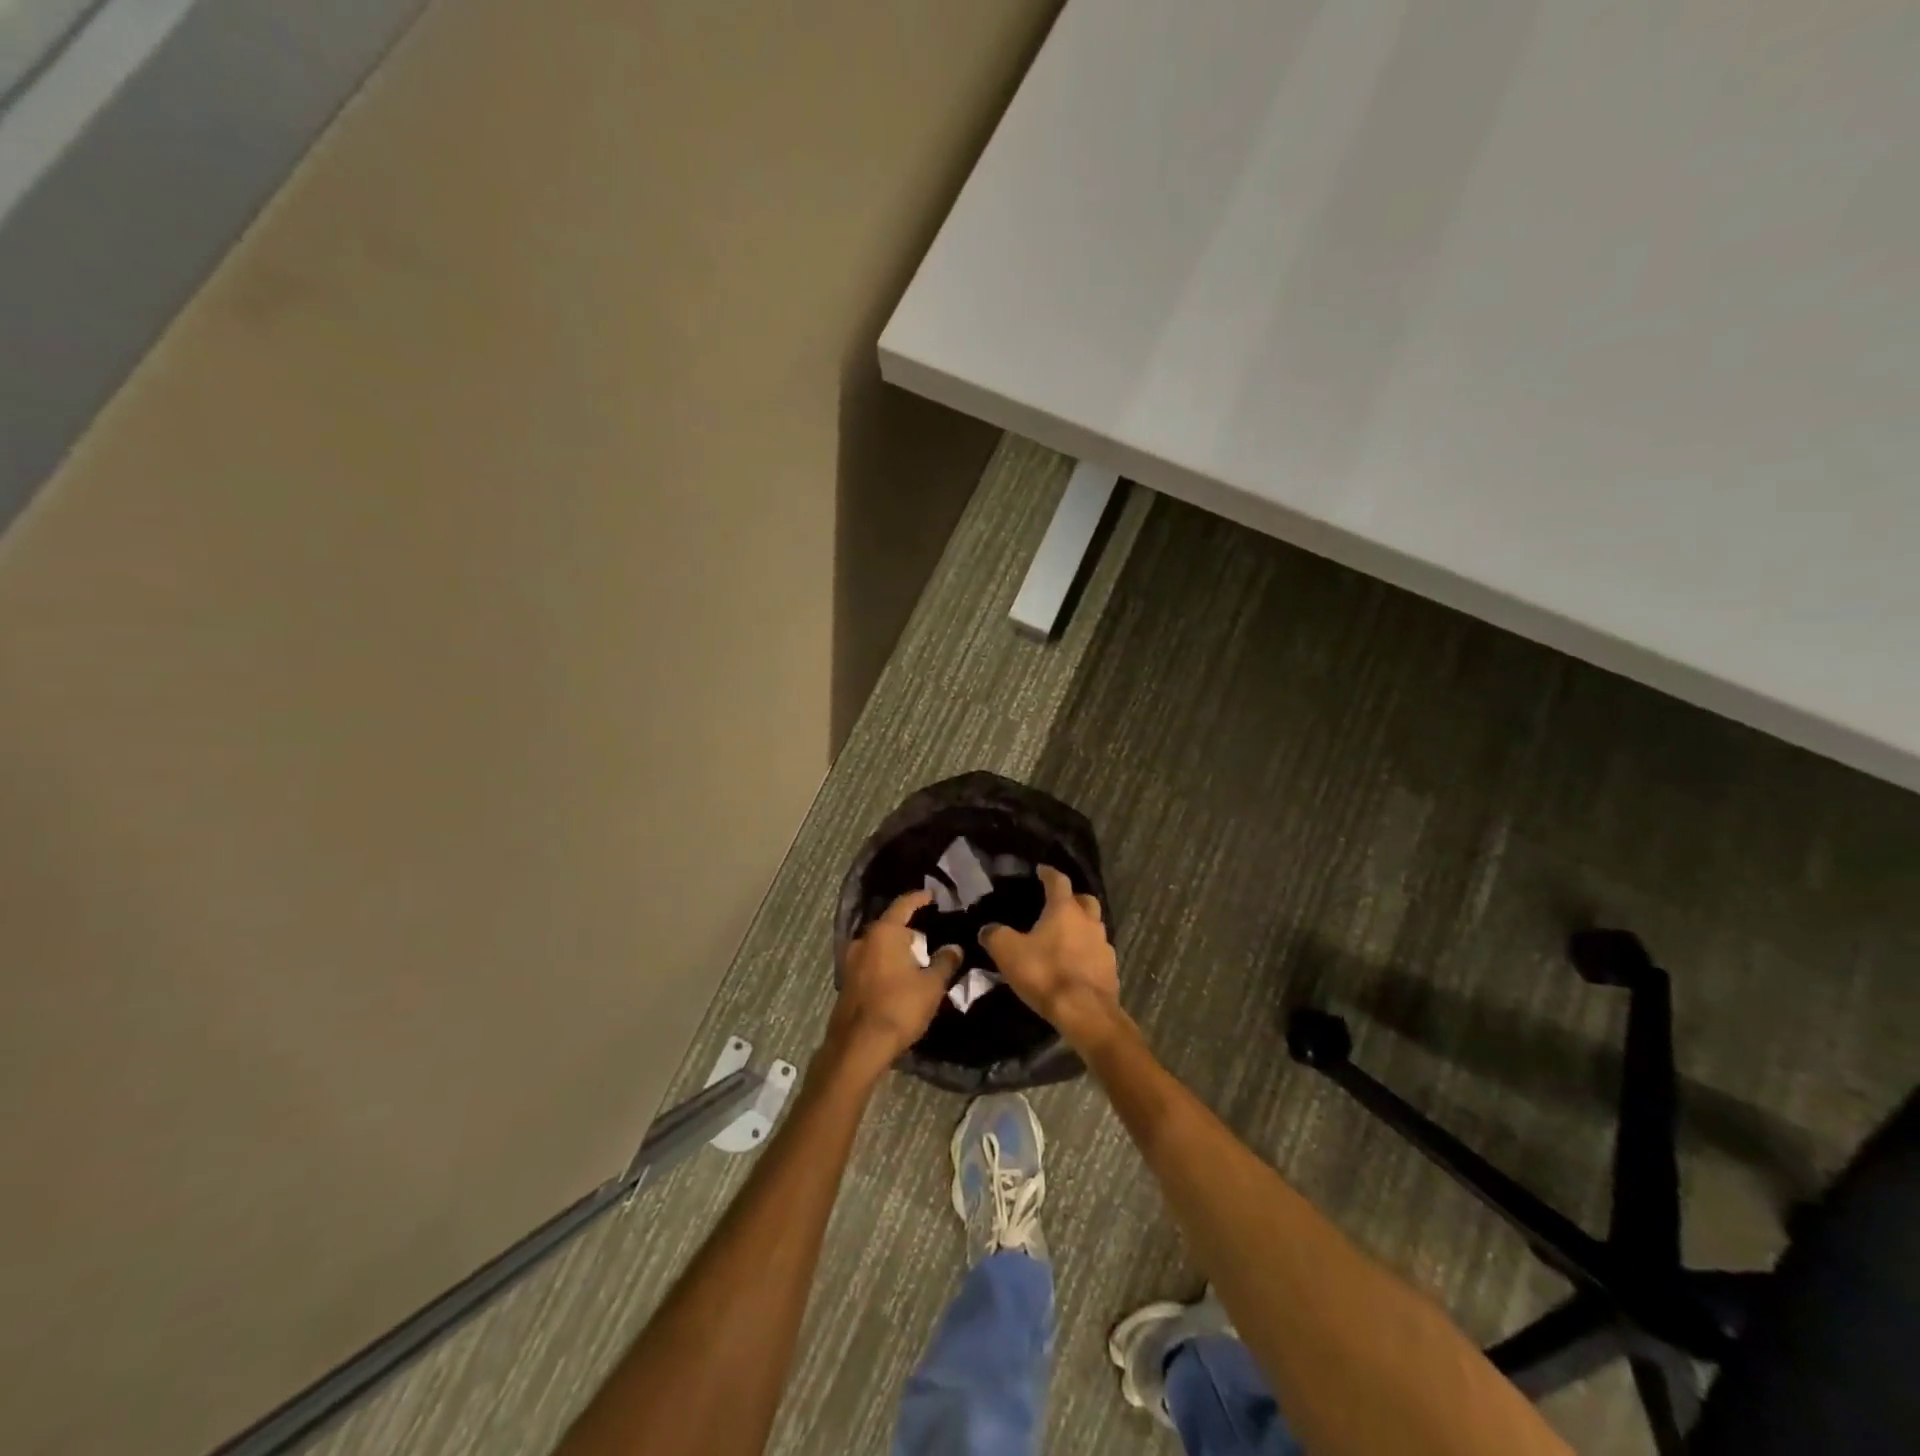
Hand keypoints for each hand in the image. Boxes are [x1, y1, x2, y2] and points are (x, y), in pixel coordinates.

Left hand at [829, 890, 962, 1080]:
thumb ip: (945, 962)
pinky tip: (899, 976)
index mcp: (884, 932)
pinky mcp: (847, 981)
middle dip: (909, 928)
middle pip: (889, 925)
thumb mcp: (931, 985)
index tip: (932, 895)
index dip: (919, 898)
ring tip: (917, 957)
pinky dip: (885, 962)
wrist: (858, 1046)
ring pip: (879, 945)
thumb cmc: (899, 1007)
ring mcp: (851, 961)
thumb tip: (954, 948)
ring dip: (896, 948)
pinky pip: (871, 962)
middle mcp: (863, 940)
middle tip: (930, 934)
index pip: (904, 904)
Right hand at [978, 865, 1120, 1049]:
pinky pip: (1098, 952)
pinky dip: (1087, 952)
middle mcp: (1089, 921)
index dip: (1048, 873)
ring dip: (1081, 927)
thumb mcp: (1008, 952)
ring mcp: (1104, 945)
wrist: (1085, 1012)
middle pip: (1084, 900)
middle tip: (1058, 904)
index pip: (1058, 880)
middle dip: (1072, 898)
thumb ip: (995, 935)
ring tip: (1065, 937)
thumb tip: (987, 929)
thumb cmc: (1045, 973)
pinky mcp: (1111, 969)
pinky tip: (1075, 963)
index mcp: (1064, 909)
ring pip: (1094, 926)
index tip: (1041, 870)